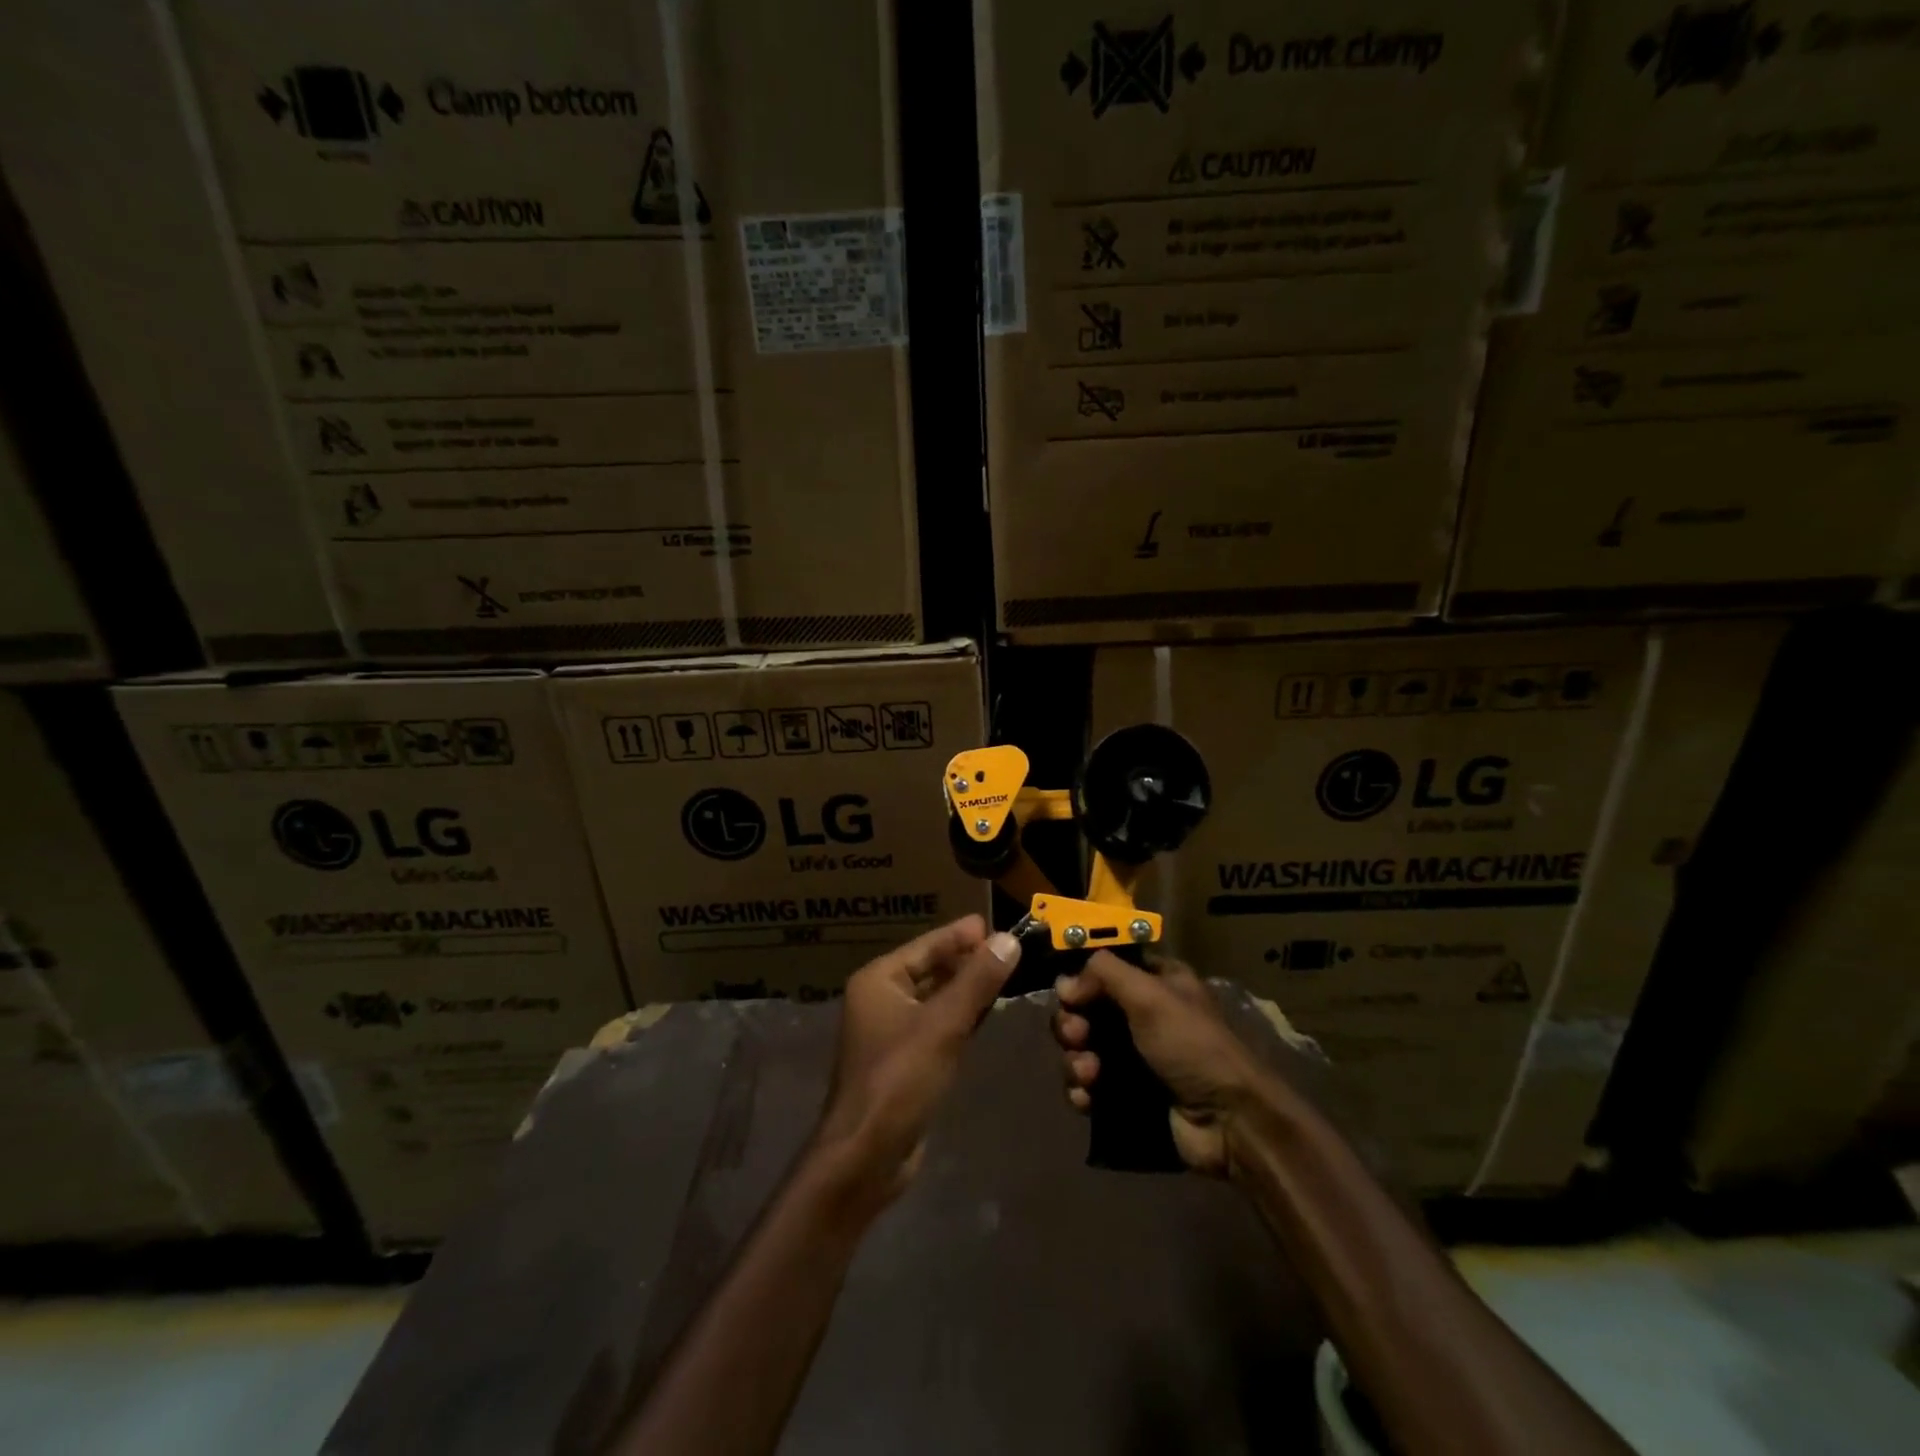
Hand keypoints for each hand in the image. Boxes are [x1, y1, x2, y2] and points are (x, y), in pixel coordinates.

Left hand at [813, 915, 1021, 1200]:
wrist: (866, 1156)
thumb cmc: (899, 1080)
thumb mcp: (943, 1025)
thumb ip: (977, 981)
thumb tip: (1009, 939)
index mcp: (880, 981)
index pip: (927, 945)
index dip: (961, 934)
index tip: (996, 924)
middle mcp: (881, 999)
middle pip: (931, 969)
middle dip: (968, 960)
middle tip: (1009, 950)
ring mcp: (891, 1032)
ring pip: (936, 999)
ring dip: (967, 989)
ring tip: (1006, 975)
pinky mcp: (904, 1061)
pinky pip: (937, 1026)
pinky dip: (961, 1017)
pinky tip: (986, 1015)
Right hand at [1053, 952, 1280, 1177]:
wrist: (1228, 1122)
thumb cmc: (1191, 1045)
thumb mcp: (1150, 995)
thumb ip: (1103, 974)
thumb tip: (1065, 984)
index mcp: (1154, 983)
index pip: (1105, 969)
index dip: (1081, 979)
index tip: (1069, 995)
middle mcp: (1141, 1016)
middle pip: (1085, 1010)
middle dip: (1072, 1024)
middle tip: (1077, 1036)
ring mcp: (1132, 1058)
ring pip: (1081, 1049)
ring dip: (1075, 1060)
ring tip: (1089, 1075)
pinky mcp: (1126, 1096)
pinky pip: (1088, 1086)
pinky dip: (1081, 1090)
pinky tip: (1087, 1099)